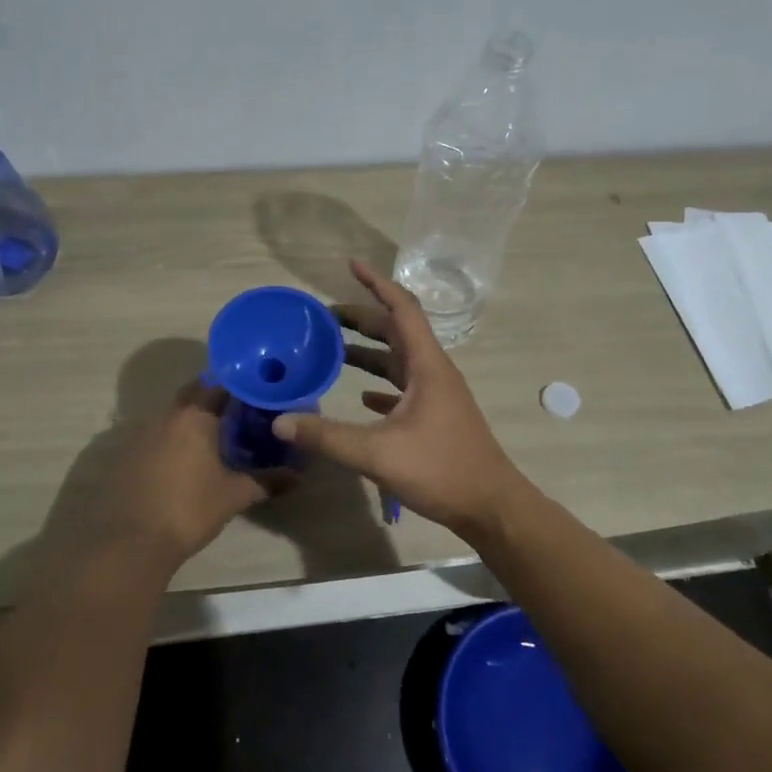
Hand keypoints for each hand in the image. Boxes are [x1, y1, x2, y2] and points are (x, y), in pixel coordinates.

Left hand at [48, 383, 268, 574]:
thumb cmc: (188, 509)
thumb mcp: (234, 495)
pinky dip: (172, 440)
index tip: (256, 392)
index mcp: (194, 415)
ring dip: (192, 420)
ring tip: (215, 437)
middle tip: (239, 413)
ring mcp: (141, 434)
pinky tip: (184, 460)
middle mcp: (166, 416)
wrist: (130, 542)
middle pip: (194, 394)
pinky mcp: (126, 455)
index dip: (239, 385)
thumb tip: (298, 477)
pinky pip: (156, 436)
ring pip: (173, 415)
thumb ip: (266, 481)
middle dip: (215, 399)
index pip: (220, 384)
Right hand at [274, 260, 530, 539]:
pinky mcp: (435, 418)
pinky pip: (403, 389)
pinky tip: (361, 396)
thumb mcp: (378, 454)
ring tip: (334, 349)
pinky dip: (381, 385)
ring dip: (369, 351)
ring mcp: (436, 395)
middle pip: (397, 331)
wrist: (490, 506)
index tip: (351, 265)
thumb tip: (280, 421)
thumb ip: (327, 437)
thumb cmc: (441, 469)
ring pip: (398, 360)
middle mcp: (433, 372)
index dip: (377, 283)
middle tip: (325, 316)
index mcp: (426, 365)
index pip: (402, 308)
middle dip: (363, 318)